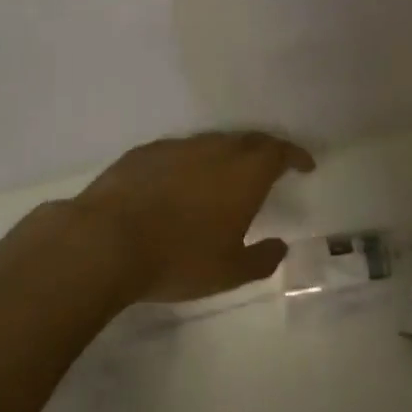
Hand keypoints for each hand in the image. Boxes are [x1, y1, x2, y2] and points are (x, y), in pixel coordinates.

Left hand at [73, 131, 313, 301]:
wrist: (106, 242)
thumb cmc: (179, 258)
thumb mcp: (229, 272)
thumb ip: (262, 259)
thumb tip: (280, 246)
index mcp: (245, 173)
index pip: (280, 152)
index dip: (295, 156)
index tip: (305, 165)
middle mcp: (216, 150)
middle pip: (249, 140)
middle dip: (266, 150)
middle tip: (271, 166)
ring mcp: (179, 147)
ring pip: (213, 143)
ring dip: (226, 155)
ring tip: (225, 176)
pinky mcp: (145, 153)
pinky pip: (179, 152)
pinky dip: (190, 163)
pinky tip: (179, 182)